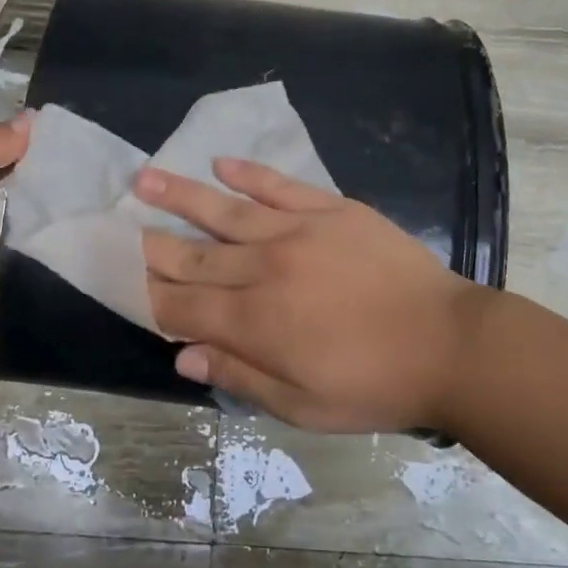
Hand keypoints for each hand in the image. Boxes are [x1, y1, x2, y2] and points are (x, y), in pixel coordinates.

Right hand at [138, 159, 482, 432]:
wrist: (451, 344)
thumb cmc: (376, 385)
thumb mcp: (303, 405)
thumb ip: (239, 377)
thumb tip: (182, 356)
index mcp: (255, 322)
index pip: (182, 305)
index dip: (149, 296)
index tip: (122, 282)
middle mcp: (264, 269)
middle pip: (192, 255)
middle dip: (150, 245)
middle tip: (115, 227)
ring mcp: (297, 232)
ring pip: (224, 211)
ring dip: (180, 196)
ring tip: (143, 179)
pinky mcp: (331, 210)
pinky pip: (279, 186)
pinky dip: (248, 173)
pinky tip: (221, 162)